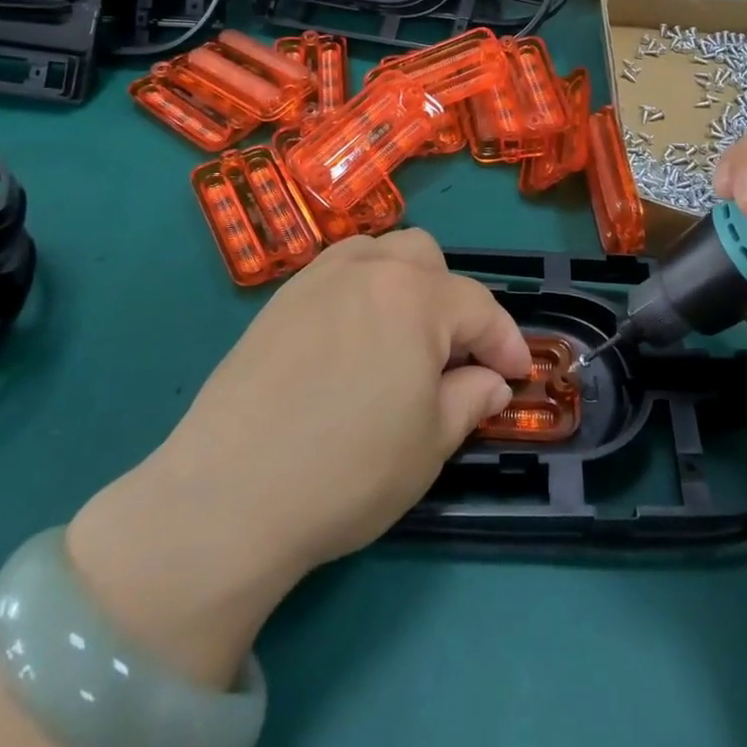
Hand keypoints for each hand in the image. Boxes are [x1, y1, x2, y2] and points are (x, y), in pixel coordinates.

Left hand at [65, 230, 529, 686]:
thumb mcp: (428, 445)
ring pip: (380, 253)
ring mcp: (319, 277)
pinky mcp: (281, 298)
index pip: (479, 307)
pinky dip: (361, 289)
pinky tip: (352, 340)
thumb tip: (491, 381)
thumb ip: (469, 400)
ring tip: (402, 337)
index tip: (517, 373)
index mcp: (416, 298)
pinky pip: (337, 271)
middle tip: (451, 355)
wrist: (228, 493)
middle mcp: (370, 269)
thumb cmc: (347, 471)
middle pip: (428, 258)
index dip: (505, 341)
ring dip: (405, 284)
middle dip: (452, 300)